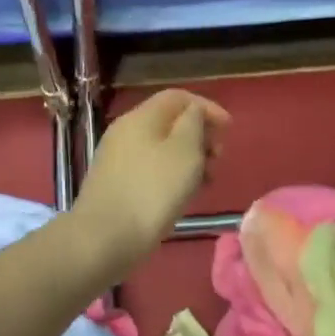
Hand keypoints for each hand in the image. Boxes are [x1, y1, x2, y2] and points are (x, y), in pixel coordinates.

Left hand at [74, 89, 229, 257]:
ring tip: (207, 180)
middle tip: (218, 157)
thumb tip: (194, 112)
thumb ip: (194, 123)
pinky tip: (184, 195)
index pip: (178, 97)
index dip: (206, 107)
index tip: (229, 129)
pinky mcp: (116, 184)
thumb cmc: (152, 191)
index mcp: (141, 117)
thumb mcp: (184, 151)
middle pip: (169, 121)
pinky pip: (151, 168)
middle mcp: (125, 131)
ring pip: (161, 147)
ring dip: (188, 157)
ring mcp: (118, 159)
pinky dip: (172, 174)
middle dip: (199, 134)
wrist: (105, 238)